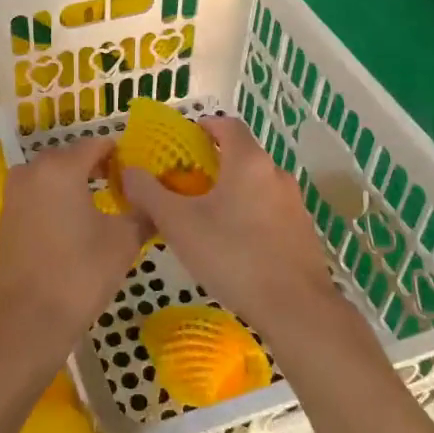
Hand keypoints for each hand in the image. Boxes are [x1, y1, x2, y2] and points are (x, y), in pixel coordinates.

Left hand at [0, 138, 148, 365]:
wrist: (27, 319)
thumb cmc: (80, 274)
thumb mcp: (123, 242)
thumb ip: (142, 211)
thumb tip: (154, 199)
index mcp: (61, 167)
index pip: (97, 144)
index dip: (121, 155)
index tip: (141, 174)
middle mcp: (32, 170)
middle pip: (72, 157)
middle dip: (98, 168)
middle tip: (126, 191)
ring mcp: (14, 192)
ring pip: (53, 176)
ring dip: (76, 184)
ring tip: (104, 207)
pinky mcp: (7, 215)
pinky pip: (38, 194)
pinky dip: (58, 199)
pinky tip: (77, 223)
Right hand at [120, 116, 337, 336]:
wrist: (295, 308)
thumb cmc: (232, 256)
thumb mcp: (179, 224)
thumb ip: (150, 194)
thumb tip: (129, 172)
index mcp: (249, 162)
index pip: (228, 124)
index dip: (205, 125)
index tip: (184, 140)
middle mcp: (276, 174)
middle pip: (242, 155)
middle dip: (214, 163)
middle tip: (185, 184)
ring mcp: (295, 204)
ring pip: (257, 185)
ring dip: (232, 191)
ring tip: (206, 217)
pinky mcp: (303, 232)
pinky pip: (270, 211)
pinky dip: (250, 215)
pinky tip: (234, 245)